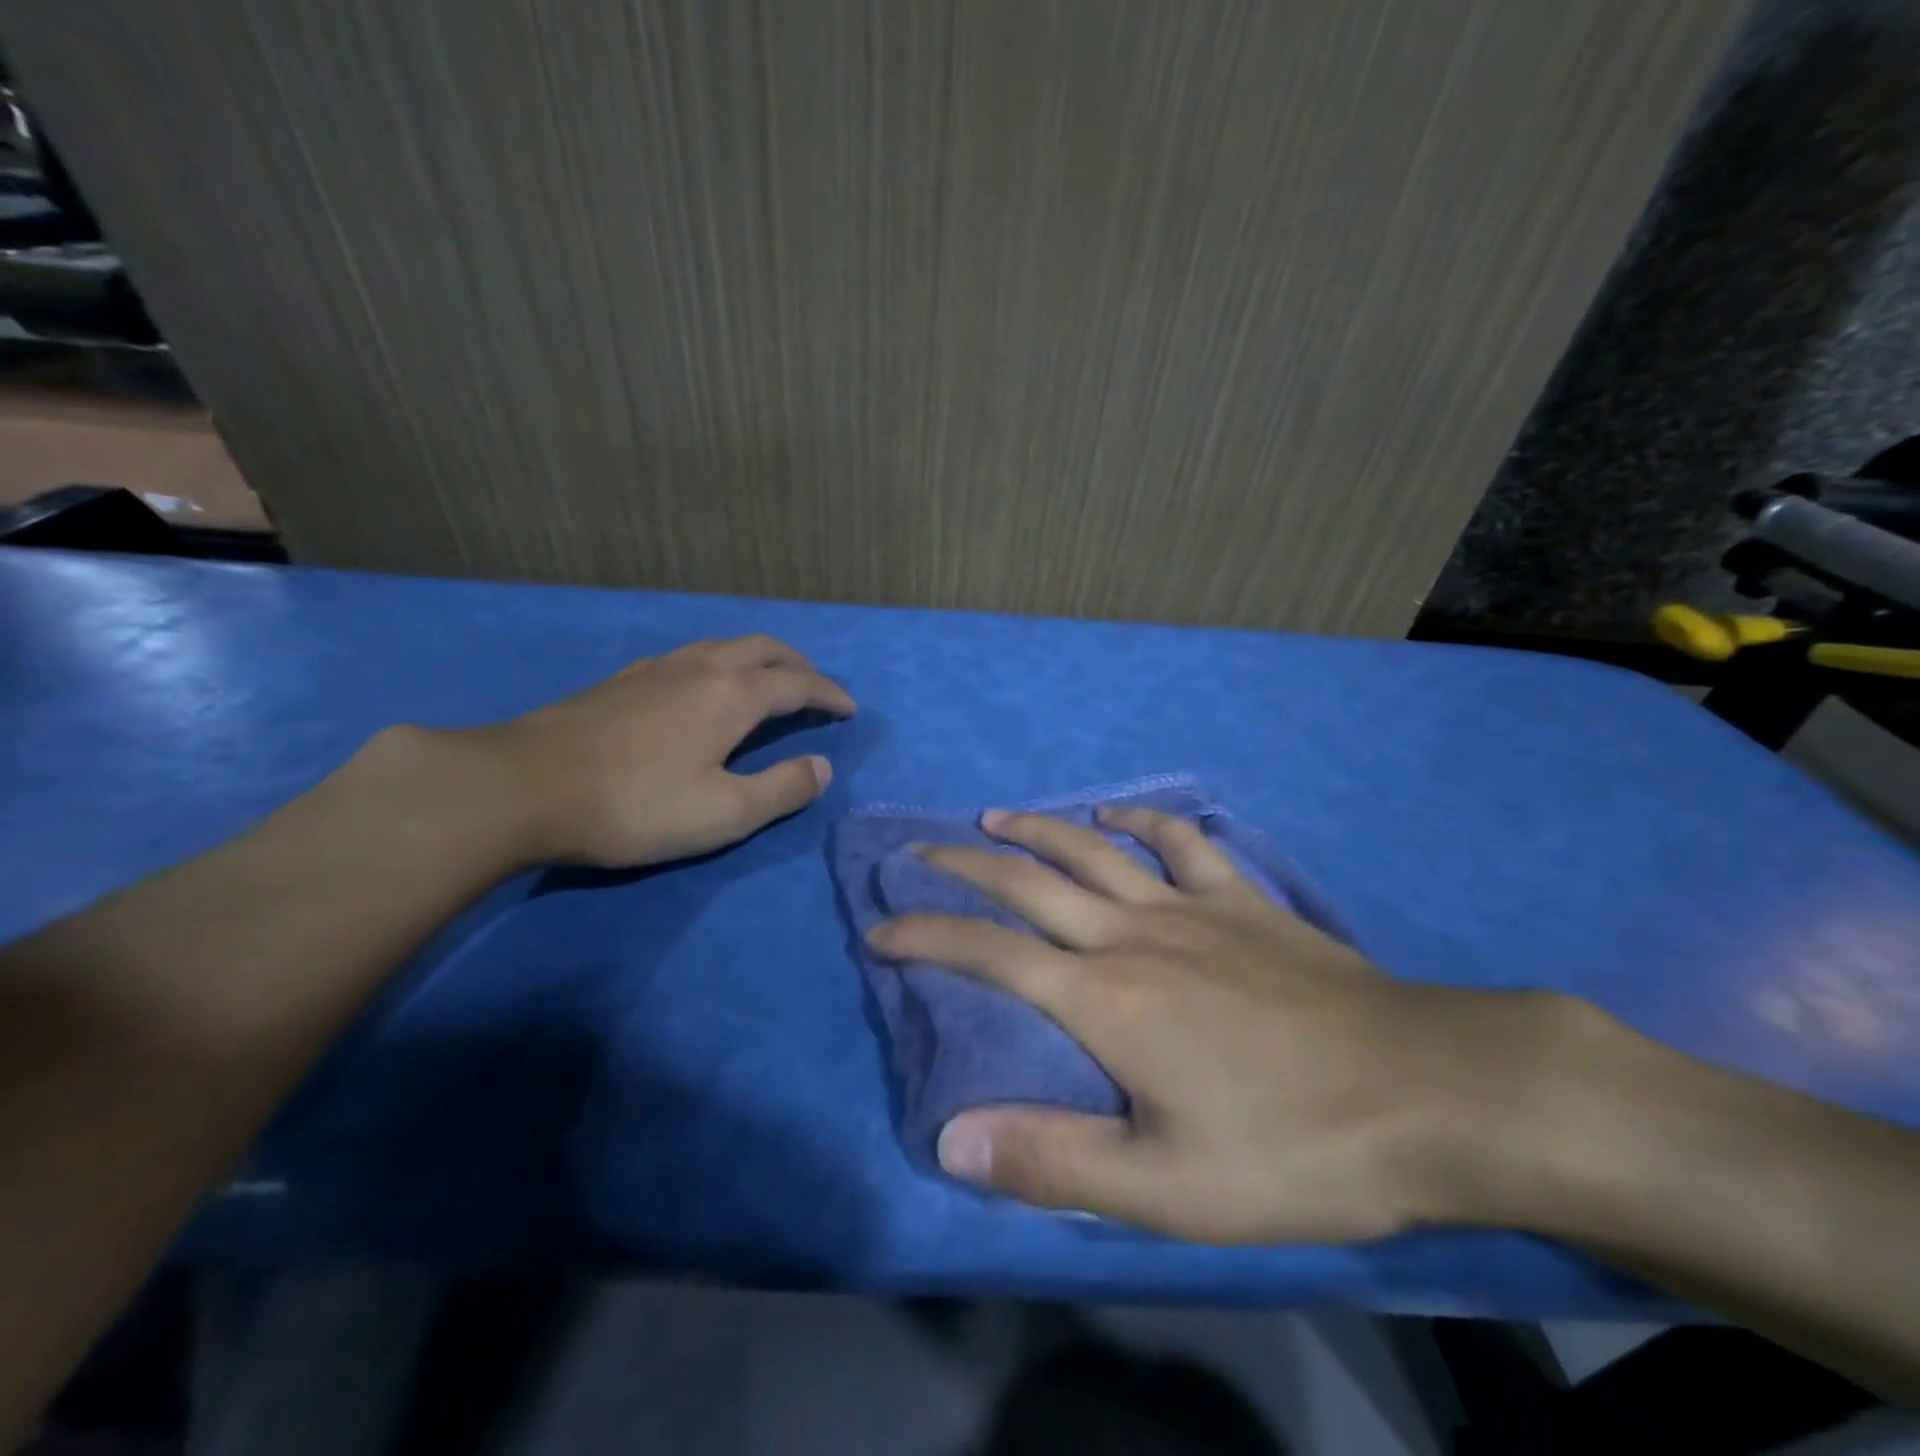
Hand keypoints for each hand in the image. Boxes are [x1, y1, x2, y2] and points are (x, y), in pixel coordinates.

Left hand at [473, 634, 855, 867]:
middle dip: (798, 665)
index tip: (850, 710)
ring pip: (723, 646)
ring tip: (768, 682)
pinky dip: (719, 663)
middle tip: (816, 688)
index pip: (798, 684)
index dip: (829, 695)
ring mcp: (656, 669)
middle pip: (763, 648)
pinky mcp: (621, 681)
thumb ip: (782, 789)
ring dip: (758, 658)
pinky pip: (689, 656)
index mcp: (732, 695)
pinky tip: (702, 688)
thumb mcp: (724, 812)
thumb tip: (822, 767)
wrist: (520, 787)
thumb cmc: (633, 805)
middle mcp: (700, 669)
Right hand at [870, 807, 1578, 1243]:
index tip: (882, 928)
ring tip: (993, 819)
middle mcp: (1132, 935)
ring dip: (1036, 830)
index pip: (989, 953)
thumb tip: (950, 1138)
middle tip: (918, 850)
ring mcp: (1190, 907)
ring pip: (1092, 849)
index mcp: (1104, 999)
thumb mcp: (1167, 1188)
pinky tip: (1118, 814)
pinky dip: (1142, 820)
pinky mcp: (1242, 901)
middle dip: (962, 865)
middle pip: (1029, 882)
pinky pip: (1181, 842)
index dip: (927, 935)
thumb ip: (1053, 1162)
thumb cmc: (1293, 1147)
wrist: (1428, 1090)